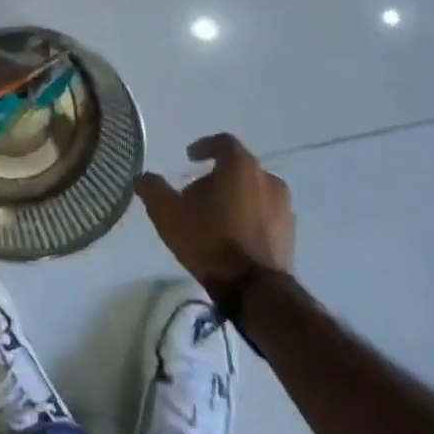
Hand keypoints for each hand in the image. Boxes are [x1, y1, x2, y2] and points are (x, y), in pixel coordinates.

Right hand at [136, 133, 294, 290]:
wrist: (256, 290)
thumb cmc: (211, 241)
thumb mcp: (169, 214)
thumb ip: (153, 189)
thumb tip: (143, 178)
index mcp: (241, 166)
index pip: (223, 142)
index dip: (205, 146)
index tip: (190, 158)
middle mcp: (268, 178)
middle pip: (238, 168)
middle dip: (215, 177)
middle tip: (195, 195)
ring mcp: (284, 206)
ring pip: (253, 191)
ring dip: (233, 198)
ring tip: (214, 218)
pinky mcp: (290, 232)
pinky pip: (265, 213)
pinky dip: (249, 216)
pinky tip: (233, 237)